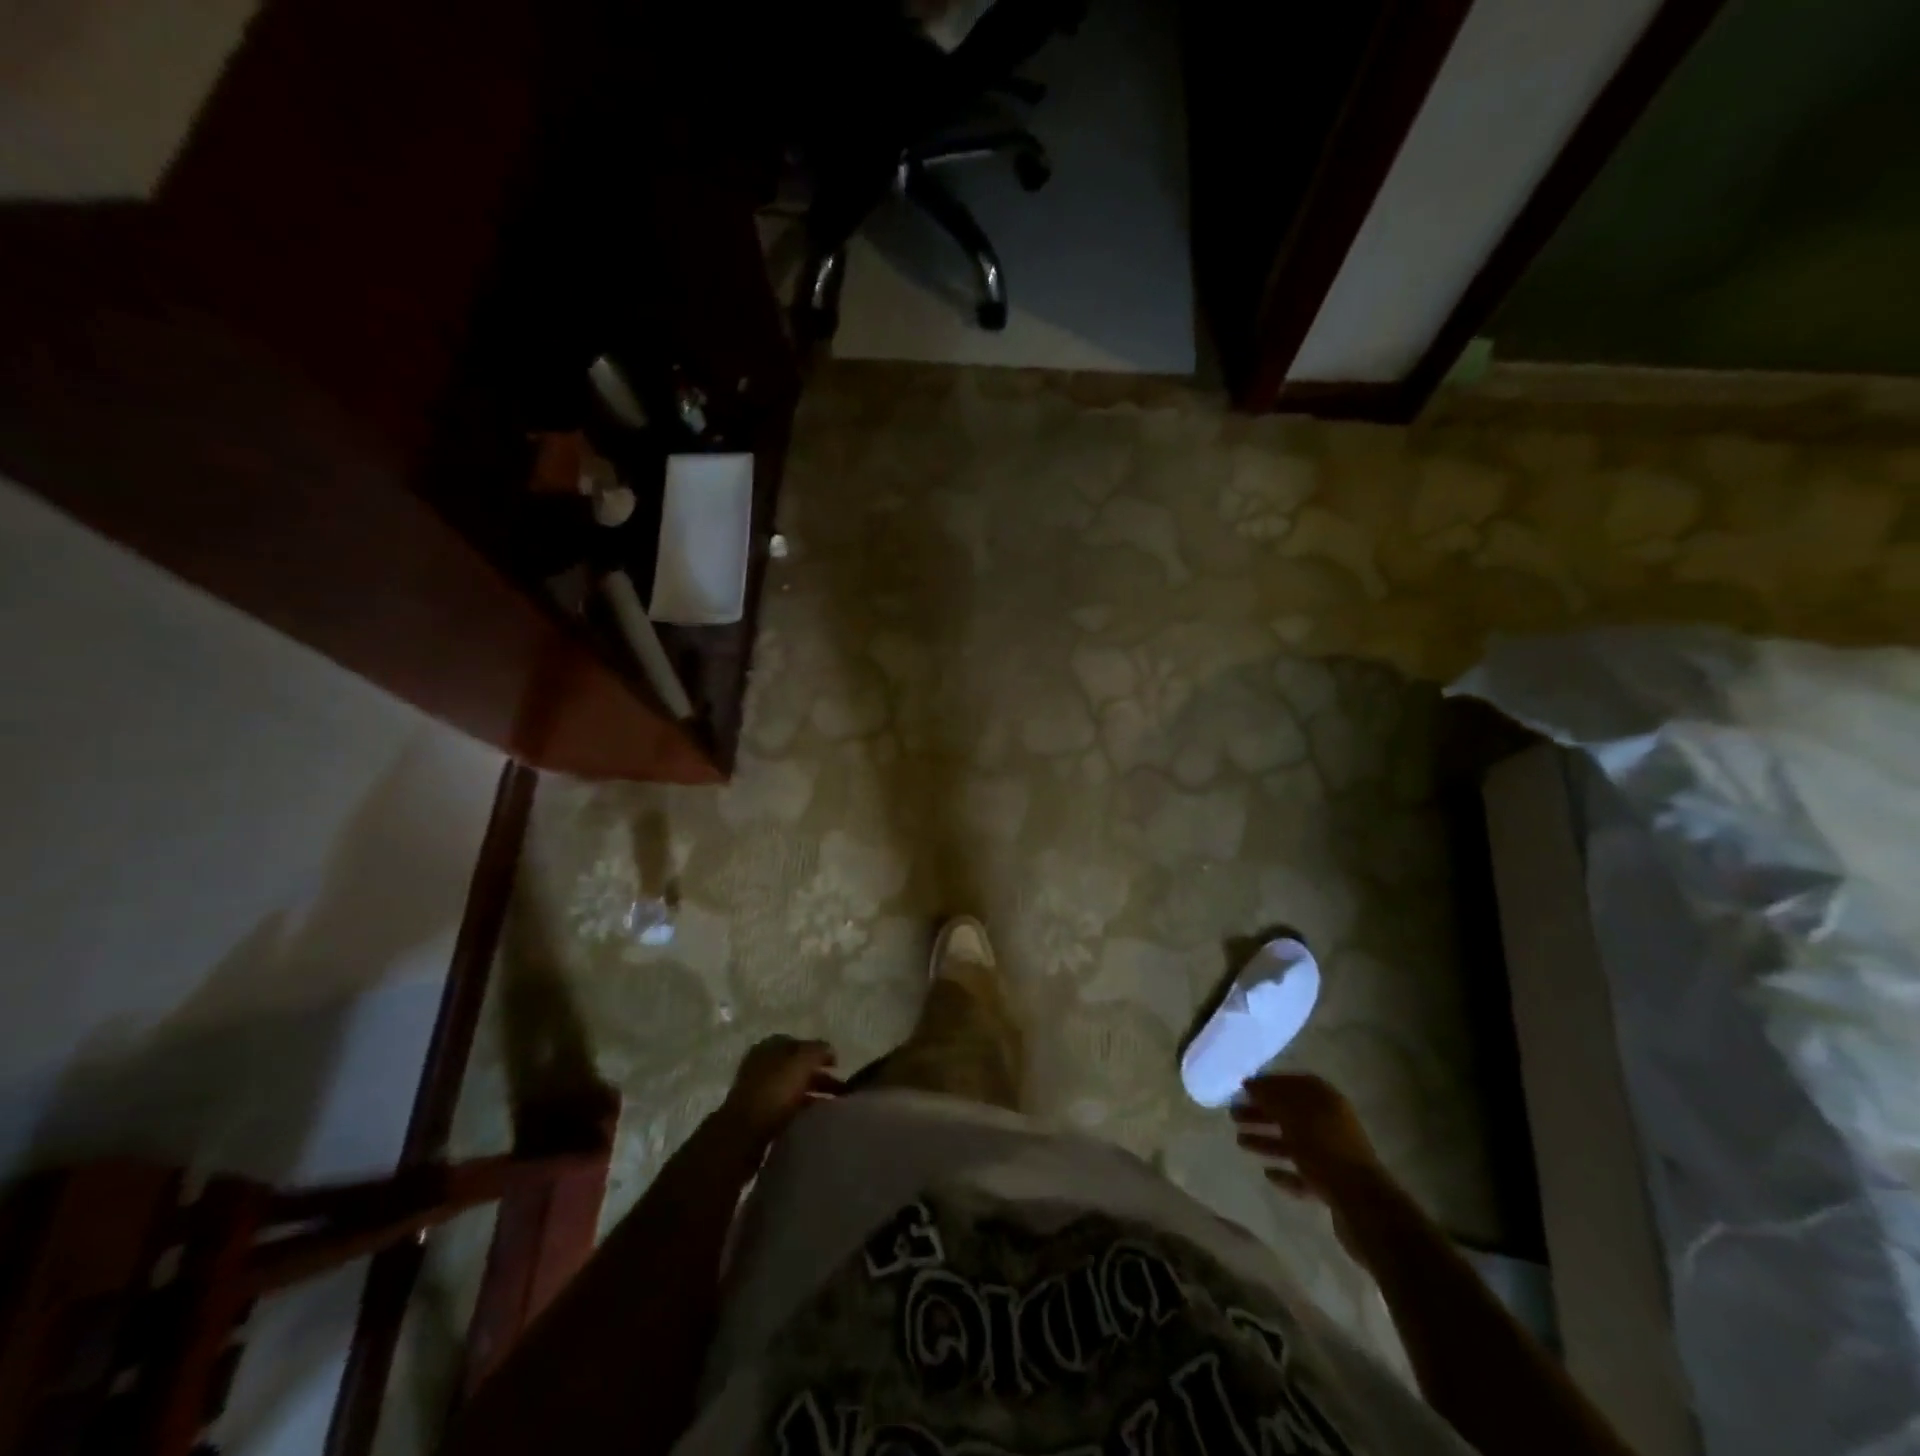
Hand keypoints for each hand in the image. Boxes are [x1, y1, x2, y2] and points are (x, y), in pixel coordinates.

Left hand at [720, 1035, 840, 1143]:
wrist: (743, 1134)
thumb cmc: (774, 1091)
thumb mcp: (802, 1061)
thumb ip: (818, 1051)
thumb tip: (829, 1049)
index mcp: (770, 1046)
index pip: (800, 1044)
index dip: (820, 1053)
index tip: (838, 1067)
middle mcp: (762, 1064)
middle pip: (796, 1067)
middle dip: (819, 1076)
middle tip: (840, 1090)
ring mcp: (757, 1090)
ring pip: (791, 1088)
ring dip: (811, 1094)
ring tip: (830, 1107)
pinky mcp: (756, 1115)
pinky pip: (784, 1107)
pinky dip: (799, 1110)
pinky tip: (811, 1119)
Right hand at [1231, 1074, 1388, 1251]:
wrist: (1361, 1206)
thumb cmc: (1324, 1150)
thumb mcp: (1293, 1115)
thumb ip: (1270, 1096)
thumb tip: (1251, 1084)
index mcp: (1326, 1101)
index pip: (1293, 1083)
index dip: (1268, 1084)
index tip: (1243, 1089)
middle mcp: (1331, 1123)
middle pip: (1290, 1113)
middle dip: (1261, 1113)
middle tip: (1234, 1116)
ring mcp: (1333, 1155)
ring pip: (1294, 1143)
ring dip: (1267, 1141)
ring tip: (1240, 1143)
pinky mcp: (1333, 1185)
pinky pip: (1303, 1173)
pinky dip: (1285, 1171)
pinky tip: (1268, 1173)